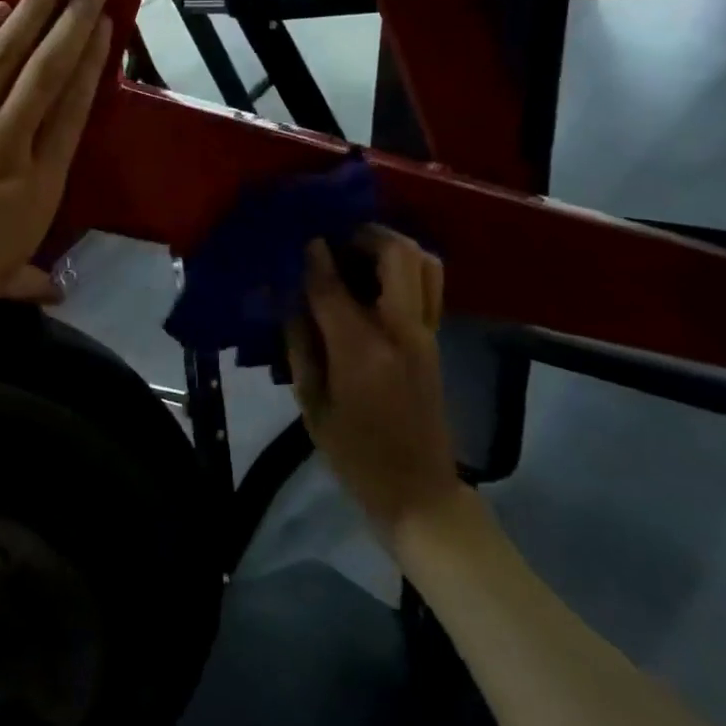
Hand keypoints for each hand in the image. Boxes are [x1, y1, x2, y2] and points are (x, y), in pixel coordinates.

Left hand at [0, 0, 112, 381]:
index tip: (104, 26)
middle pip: (45, 72)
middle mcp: (4, 150)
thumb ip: (28, 276)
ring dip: (30, 10)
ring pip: (2, 58)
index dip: (90, 63)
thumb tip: (53, 290)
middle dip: (72, 19)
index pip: (71, 111)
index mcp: (36, 191)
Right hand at [284, 227, 461, 541]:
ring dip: (390, 245)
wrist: (418, 492)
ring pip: (424, 262)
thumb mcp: (312, 404)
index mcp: (362, 351)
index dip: (312, 256)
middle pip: (396, 254)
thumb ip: (299, 345)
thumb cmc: (355, 454)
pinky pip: (428, 283)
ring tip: (357, 251)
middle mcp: (402, 331)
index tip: (298, 238)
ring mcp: (426, 333)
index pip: (332, 285)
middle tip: (334, 238)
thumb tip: (288, 298)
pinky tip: (373, 278)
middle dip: (363, 234)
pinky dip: (404, 266)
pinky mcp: (436, 339)